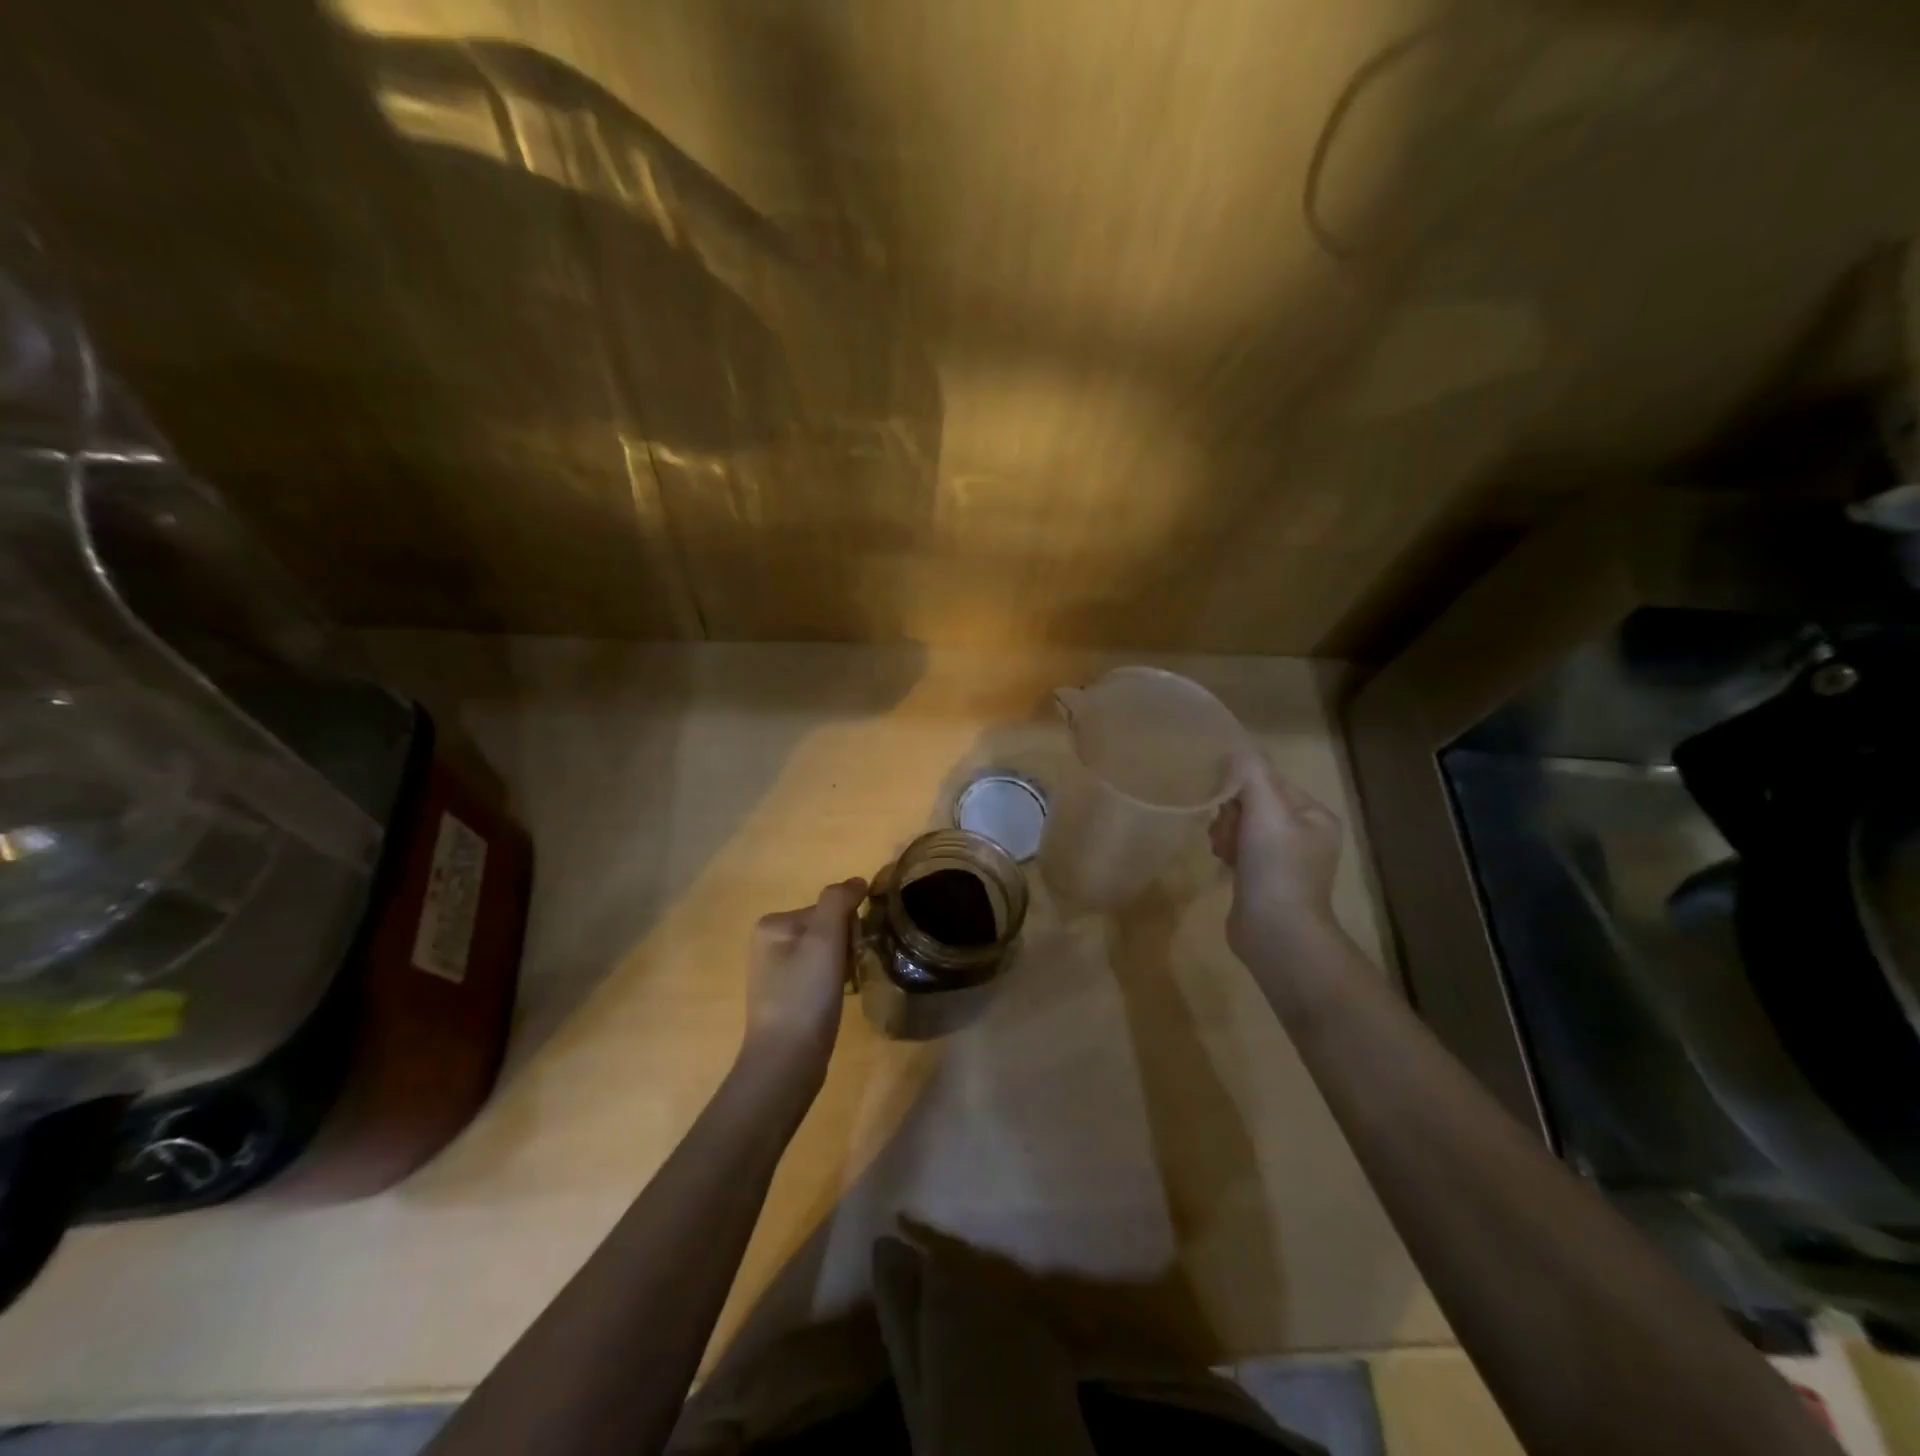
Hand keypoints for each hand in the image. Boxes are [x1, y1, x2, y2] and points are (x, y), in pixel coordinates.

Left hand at [740, 878, 866, 1082]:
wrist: (787, 1060)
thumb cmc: (805, 994)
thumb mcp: (825, 938)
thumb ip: (839, 901)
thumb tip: (857, 881)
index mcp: (772, 924)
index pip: (827, 908)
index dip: (848, 927)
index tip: (851, 951)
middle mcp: (768, 943)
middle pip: (827, 929)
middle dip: (845, 946)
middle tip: (848, 972)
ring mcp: (775, 973)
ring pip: (827, 953)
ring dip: (843, 966)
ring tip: (844, 989)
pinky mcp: (786, 998)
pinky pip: (820, 976)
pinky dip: (834, 983)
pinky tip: (836, 1001)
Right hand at [1209, 750, 1344, 965]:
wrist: (1276, 934)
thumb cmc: (1276, 867)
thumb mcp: (1266, 810)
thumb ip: (1251, 773)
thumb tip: (1236, 747)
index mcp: (1315, 817)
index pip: (1272, 782)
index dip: (1243, 787)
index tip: (1226, 803)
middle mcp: (1305, 836)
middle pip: (1255, 804)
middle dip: (1232, 813)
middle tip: (1225, 832)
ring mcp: (1285, 861)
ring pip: (1244, 827)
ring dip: (1226, 832)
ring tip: (1221, 849)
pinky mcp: (1264, 881)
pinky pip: (1241, 851)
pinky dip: (1228, 851)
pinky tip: (1222, 862)